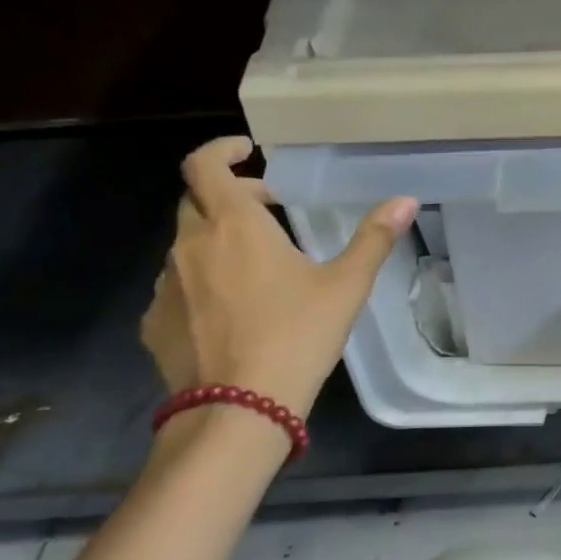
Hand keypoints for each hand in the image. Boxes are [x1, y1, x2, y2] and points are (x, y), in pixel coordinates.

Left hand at [140, 136, 416, 418]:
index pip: (205, 165)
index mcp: (233, 225)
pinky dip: (200, 283)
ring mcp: (166, 286)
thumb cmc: (298, 335)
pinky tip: (228, 312)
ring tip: (253, 268)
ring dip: (215, 242)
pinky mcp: (154, 323)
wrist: (238, 409)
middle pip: (198, 202)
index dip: (221, 150)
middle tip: (268, 210)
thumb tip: (406, 199)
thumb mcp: (346, 286)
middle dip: (231, 197)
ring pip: (186, 246)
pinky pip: (176, 288)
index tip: (247, 152)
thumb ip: (373, 238)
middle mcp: (190, 245)